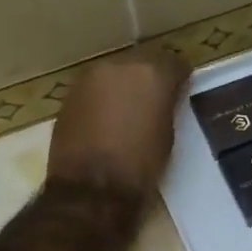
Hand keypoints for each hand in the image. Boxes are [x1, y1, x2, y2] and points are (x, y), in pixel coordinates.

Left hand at [46, 45, 189, 199]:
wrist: (91, 189)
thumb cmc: (141, 166)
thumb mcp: (168, 134)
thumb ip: (167, 105)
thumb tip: (164, 98)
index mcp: (152, 74)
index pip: (174, 63)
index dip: (179, 78)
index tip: (181, 90)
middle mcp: (120, 65)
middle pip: (142, 61)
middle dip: (150, 76)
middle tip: (155, 98)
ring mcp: (91, 77)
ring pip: (115, 72)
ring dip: (124, 84)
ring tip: (129, 108)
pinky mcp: (70, 93)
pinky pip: (95, 87)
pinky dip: (103, 97)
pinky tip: (106, 117)